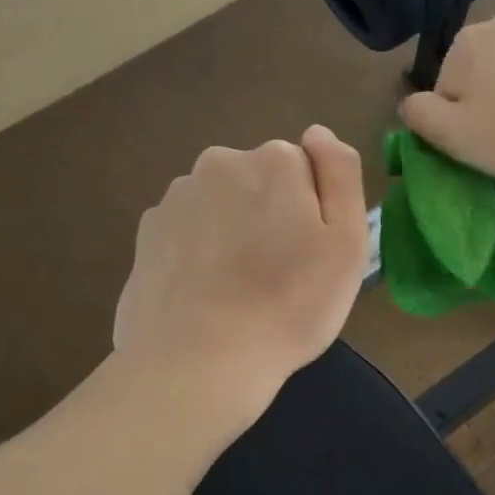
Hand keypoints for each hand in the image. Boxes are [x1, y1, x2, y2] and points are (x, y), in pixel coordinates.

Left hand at [112, 126, 367, 426]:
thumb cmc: (291, 305)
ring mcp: (175, 198)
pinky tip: (209, 296)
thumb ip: (341, 174)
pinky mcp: (146, 235)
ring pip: (222, 206)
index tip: (312, 255)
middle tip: (281, 276)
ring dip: (234, 233)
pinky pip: (189, 233)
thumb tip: (317, 133)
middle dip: (271, 216)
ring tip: (241, 292)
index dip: (313, 212)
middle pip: (260, 182)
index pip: (304, 168)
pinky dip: (201, 254)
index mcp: (273, 162)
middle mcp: (219, 164)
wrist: (200, 361)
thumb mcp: (348, 243)